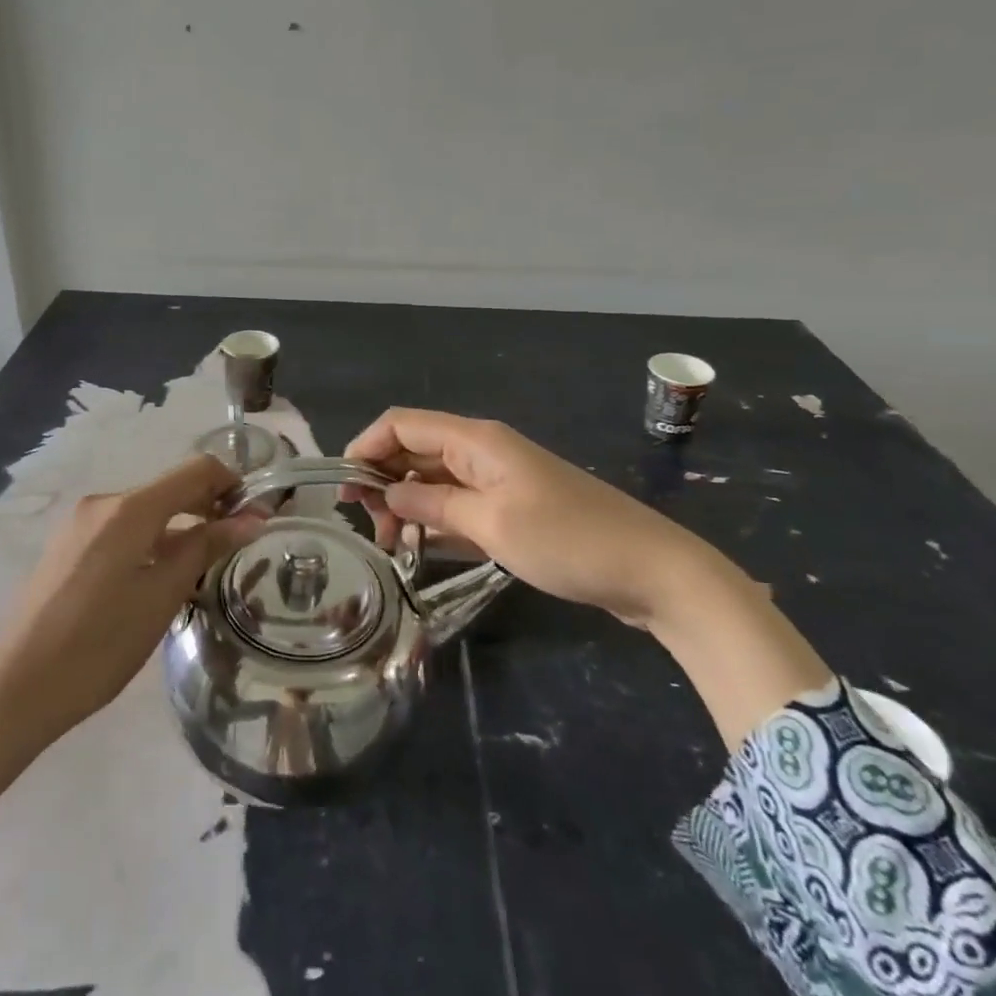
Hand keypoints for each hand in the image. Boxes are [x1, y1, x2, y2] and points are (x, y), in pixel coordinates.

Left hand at [0, 454, 260, 841]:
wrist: (14, 690)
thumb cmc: (98, 645)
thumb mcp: (161, 597)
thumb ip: (206, 548)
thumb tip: (252, 518)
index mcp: (129, 508)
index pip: (196, 470)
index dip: (232, 484)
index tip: (256, 517)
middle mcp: (103, 503)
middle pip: (170, 488)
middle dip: (208, 508)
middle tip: (237, 546)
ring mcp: (80, 524)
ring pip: (146, 511)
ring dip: (179, 528)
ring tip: (201, 570)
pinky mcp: (68, 546)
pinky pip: (122, 529)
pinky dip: (151, 541)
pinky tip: (157, 580)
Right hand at [343, 408, 711, 624]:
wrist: (652, 571)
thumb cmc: (568, 540)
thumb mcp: (491, 524)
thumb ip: (432, 503)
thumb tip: (386, 492)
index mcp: (476, 440)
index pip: (402, 424)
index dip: (365, 446)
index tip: (343, 488)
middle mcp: (482, 451)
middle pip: (415, 451)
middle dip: (384, 482)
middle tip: (372, 530)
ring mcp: (499, 480)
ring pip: (434, 480)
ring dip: (408, 505)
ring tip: (394, 547)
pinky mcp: (512, 508)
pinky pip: (459, 505)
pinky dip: (436, 521)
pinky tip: (423, 549)